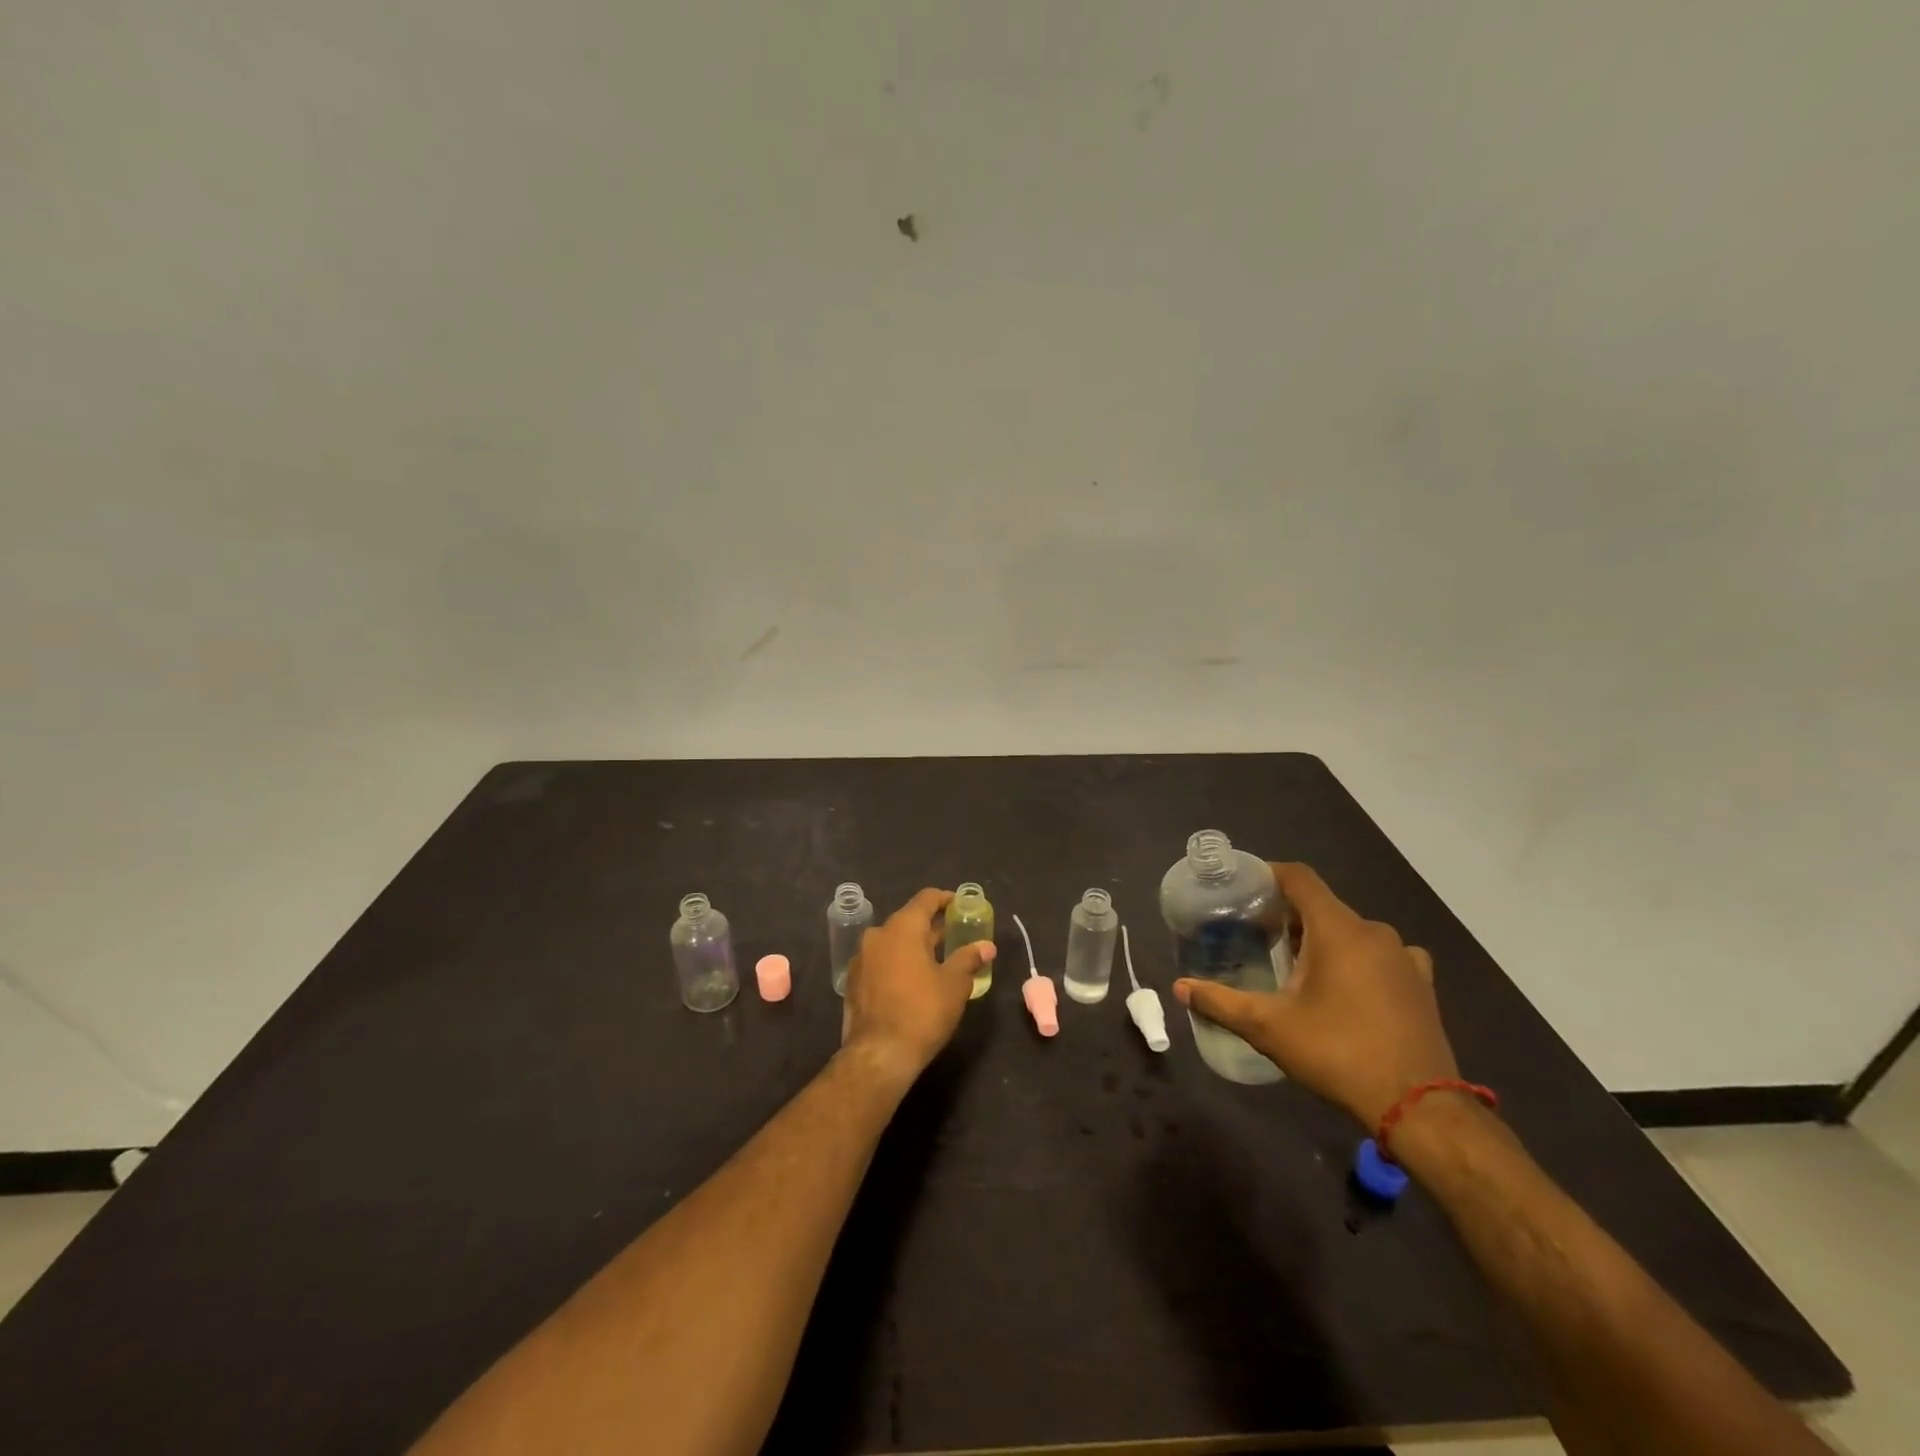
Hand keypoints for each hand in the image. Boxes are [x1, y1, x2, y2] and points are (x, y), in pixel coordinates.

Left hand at [842, 888, 995, 1086]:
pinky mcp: (854, 981)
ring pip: (893, 941)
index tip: (961, 906)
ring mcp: (861, 958)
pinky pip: (880, 961)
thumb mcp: (954, 984)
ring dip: (914, 946)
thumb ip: (969, 958)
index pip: (926, 899)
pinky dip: (898, 963)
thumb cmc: (922, 1012)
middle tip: (955, 937)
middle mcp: (877, 935)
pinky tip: (912, 981)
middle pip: (908, 920)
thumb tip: (987, 946)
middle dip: (932, 927)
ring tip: (937, 961)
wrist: (879, 1054)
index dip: (946, 899)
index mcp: (902, 927)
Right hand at [1173, 862, 1457, 1128]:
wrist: (1418, 1107)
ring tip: (1298, 965)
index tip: (1244, 887)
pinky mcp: (1422, 984)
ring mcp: (1404, 957)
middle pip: (1323, 906)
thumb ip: (1220, 1002)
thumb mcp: (1268, 1027)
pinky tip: (1349, 986)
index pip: (1300, 878)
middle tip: (1260, 936)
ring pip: (1353, 931)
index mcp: (1337, 929)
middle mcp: (1374, 932)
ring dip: (1324, 939)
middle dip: (1289, 916)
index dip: (1270, 874)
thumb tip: (1179, 988)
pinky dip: (1359, 959)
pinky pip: (1383, 955)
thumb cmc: (1337, 1052)